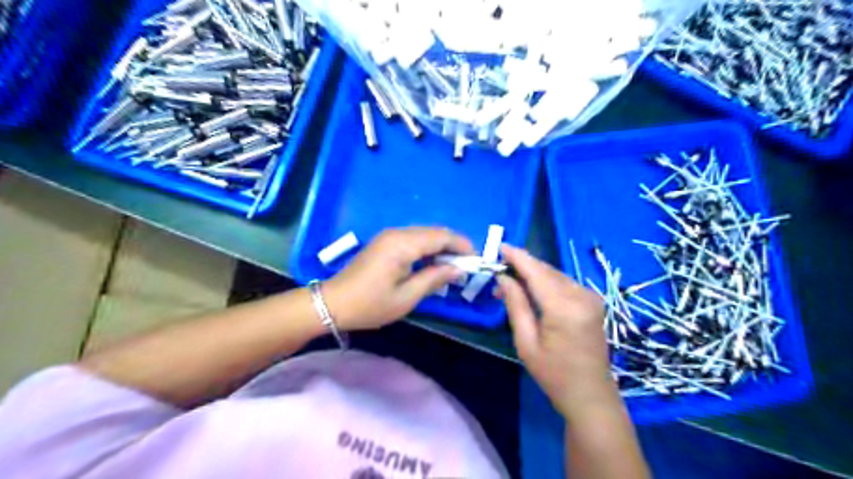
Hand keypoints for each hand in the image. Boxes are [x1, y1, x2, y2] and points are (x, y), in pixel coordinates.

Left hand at [324, 226, 476, 329]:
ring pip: (425, 235)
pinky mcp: (385, 242)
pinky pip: (414, 239)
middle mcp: (398, 233)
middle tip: (467, 267)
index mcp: (403, 244)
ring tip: (453, 268)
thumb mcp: (406, 297)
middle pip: (435, 232)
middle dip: (454, 246)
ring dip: (441, 247)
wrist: (333, 303)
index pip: (442, 236)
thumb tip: (458, 269)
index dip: (462, 246)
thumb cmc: (370, 304)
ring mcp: (390, 236)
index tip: (476, 261)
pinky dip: (428, 249)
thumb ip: (434, 279)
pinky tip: (432, 265)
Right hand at [501, 244, 613, 416]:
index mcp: (564, 307)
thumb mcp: (526, 342)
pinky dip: (546, 281)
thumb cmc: (553, 373)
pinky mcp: (593, 301)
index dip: (517, 257)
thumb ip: (516, 304)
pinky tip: (532, 289)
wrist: (590, 394)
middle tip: (499, 272)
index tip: (500, 246)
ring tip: (511, 283)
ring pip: (555, 274)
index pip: (536, 272)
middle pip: (546, 270)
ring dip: (533, 274)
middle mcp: (581, 295)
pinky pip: (564, 283)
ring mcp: (591, 297)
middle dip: (523, 266)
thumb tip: (503, 277)